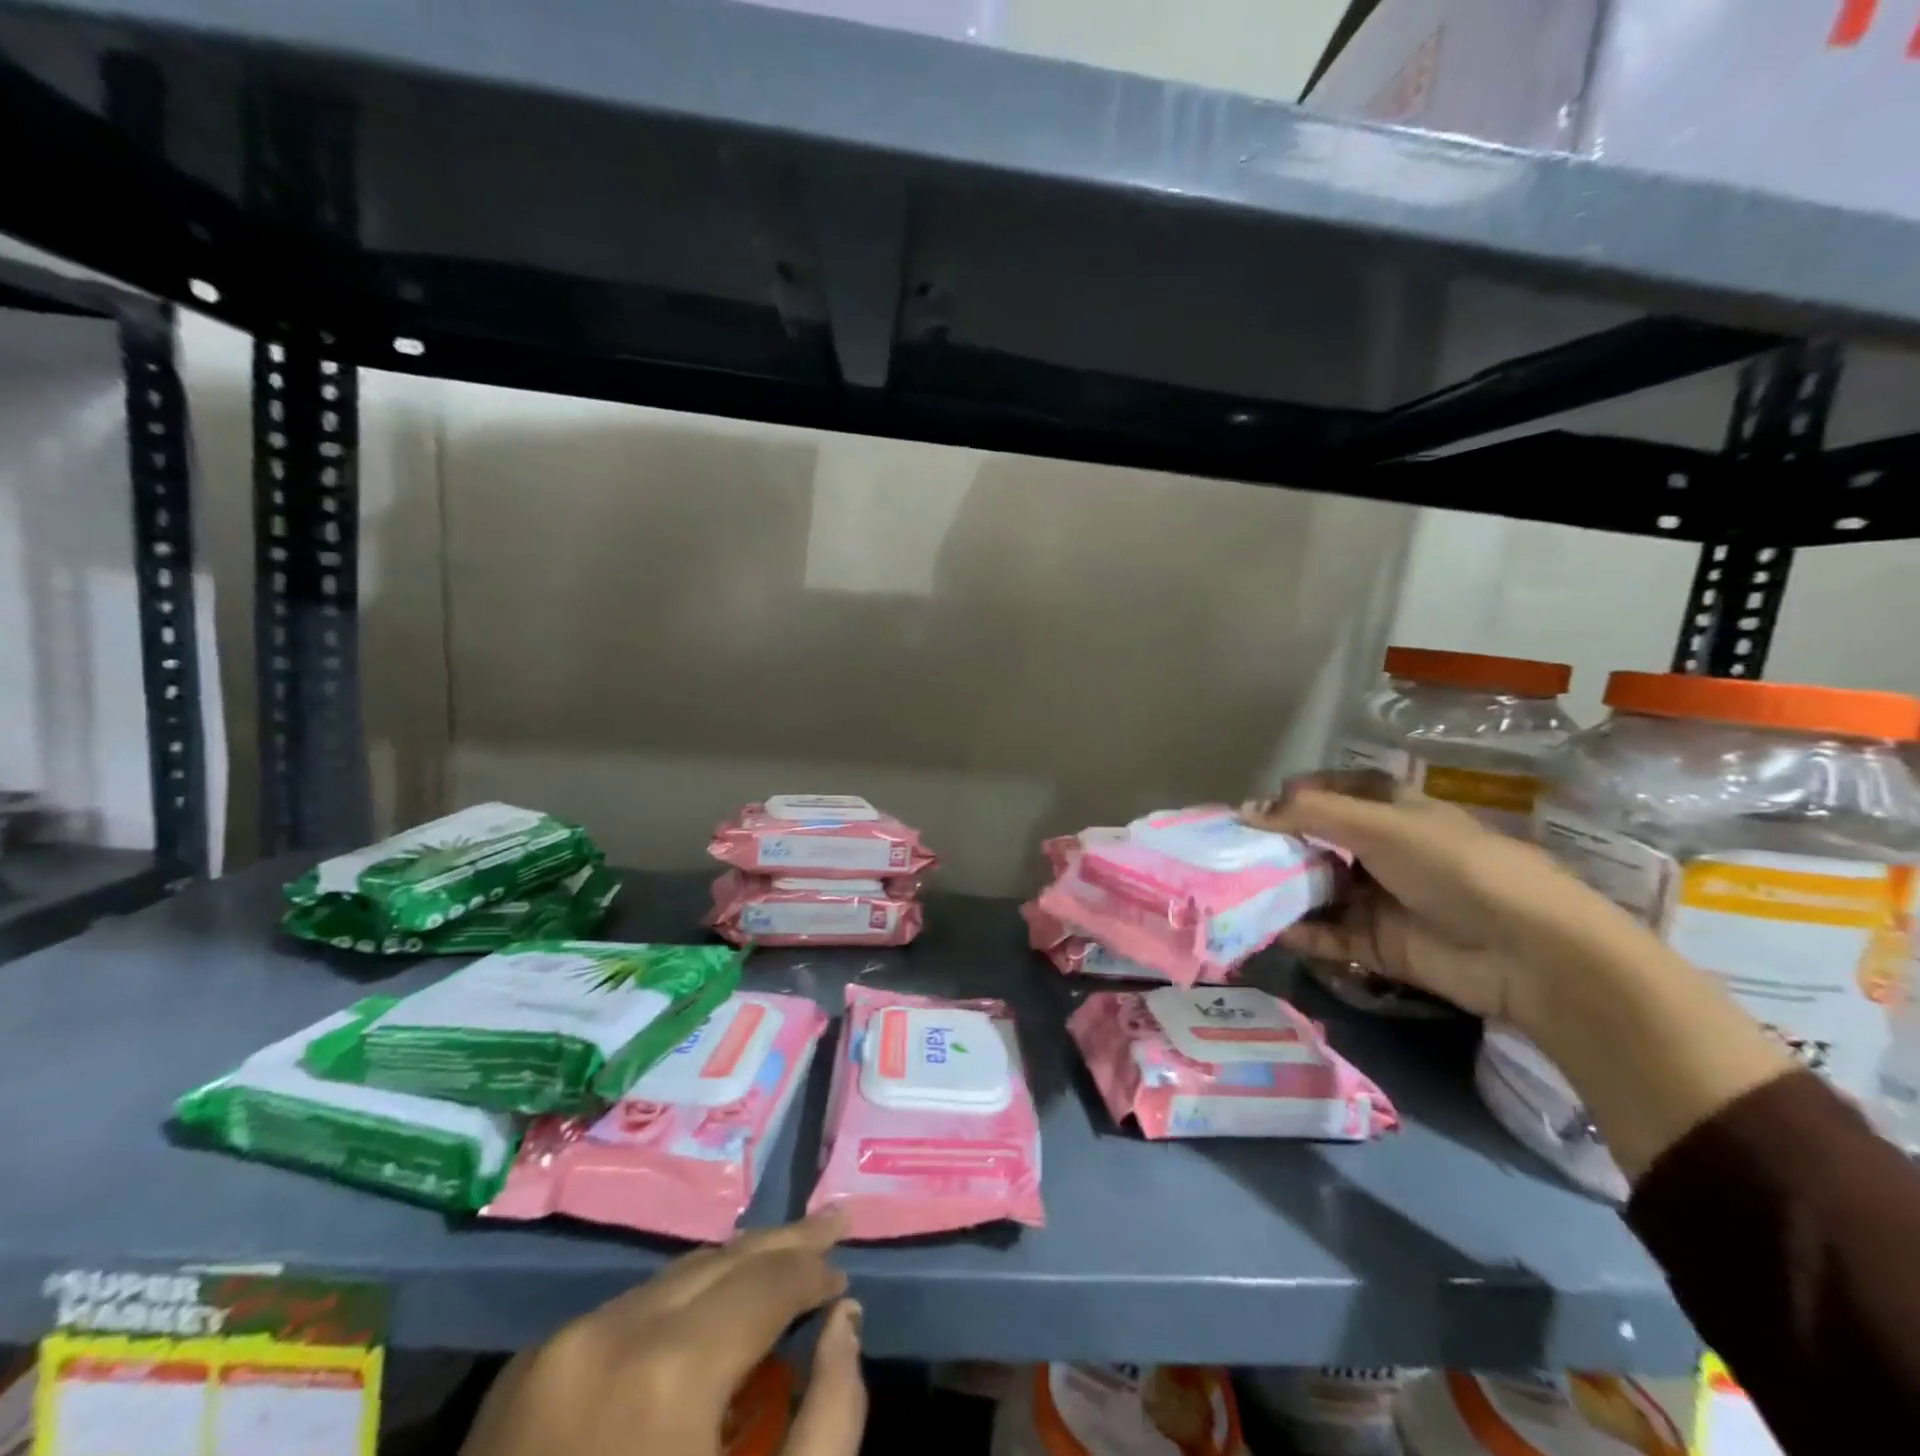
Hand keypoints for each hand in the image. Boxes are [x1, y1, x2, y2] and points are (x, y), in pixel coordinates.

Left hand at [459, 1211, 864, 1455]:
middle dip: (782, 1244)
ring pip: (670, 1279)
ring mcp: (556, 1348)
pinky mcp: (520, 1374)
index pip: (767, 1280)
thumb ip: (832, 1419)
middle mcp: (610, 1333)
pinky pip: (624, 1313)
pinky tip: (705, 1317)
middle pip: (719, 1260)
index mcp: (669, 1372)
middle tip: (832, 1224)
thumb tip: (845, 1322)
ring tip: (777, 1265)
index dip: (815, 1272)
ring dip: (729, 1272)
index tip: (844, 1277)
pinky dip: (676, 1307)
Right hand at [1248, 775, 1791, 1178]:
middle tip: (1231, 854)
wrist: (1528, 953)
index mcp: (1395, 812)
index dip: (1298, 796)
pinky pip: (1328, 933)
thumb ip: (1312, 815)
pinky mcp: (1378, 943)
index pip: (1337, 792)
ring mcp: (1381, 898)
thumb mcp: (1381, 826)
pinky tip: (1265, 928)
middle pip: (1320, 843)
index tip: (1255, 810)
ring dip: (1282, 890)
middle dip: (1279, 847)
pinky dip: (1299, 931)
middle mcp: (1384, 851)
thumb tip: (1246, 811)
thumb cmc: (1456, 868)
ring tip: (1234, 892)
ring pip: (1319, 889)